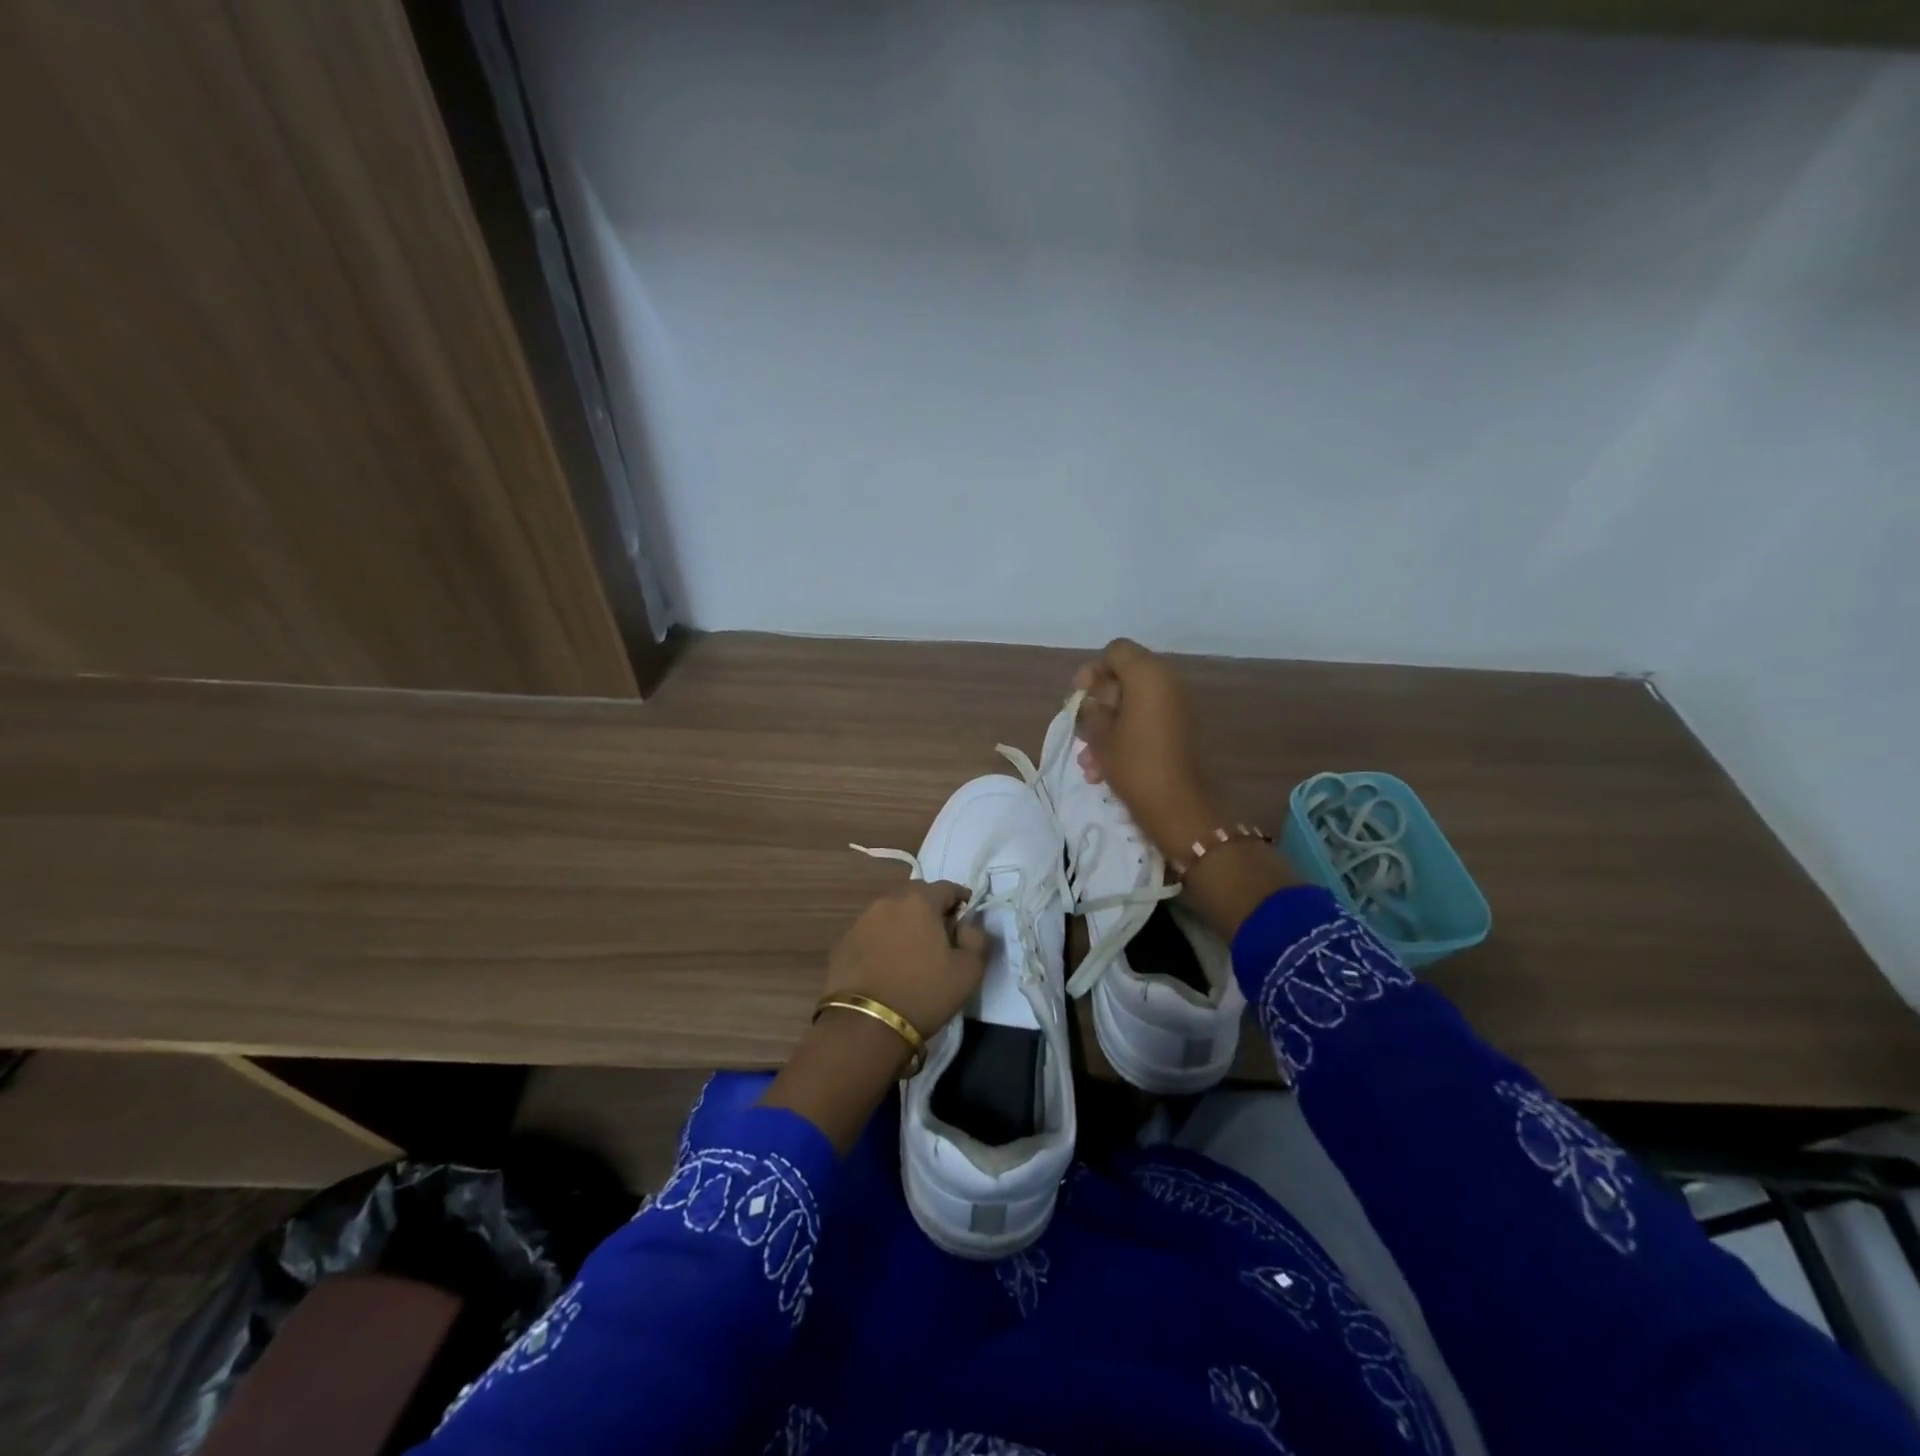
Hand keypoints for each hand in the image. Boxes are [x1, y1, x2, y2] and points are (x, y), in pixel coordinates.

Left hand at [763, 882, 986, 1154]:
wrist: (865, 1025)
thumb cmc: (924, 993)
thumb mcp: (969, 971)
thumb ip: (977, 940)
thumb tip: (968, 926)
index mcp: (920, 901)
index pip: (947, 887)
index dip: (961, 899)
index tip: (966, 915)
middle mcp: (888, 901)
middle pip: (916, 895)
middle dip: (931, 907)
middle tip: (940, 932)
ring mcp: (861, 920)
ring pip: (891, 912)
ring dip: (904, 922)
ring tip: (912, 948)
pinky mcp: (843, 942)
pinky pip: (871, 932)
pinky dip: (883, 939)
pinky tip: (887, 963)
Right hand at [1072, 638, 1220, 862]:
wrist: (1178, 808)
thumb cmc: (1134, 764)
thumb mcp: (1099, 735)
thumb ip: (1089, 709)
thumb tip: (1090, 700)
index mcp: (1149, 676)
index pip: (1116, 651)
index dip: (1093, 670)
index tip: (1079, 697)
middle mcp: (1167, 683)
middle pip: (1124, 677)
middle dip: (1099, 704)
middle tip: (1081, 730)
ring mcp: (1177, 708)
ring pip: (1132, 705)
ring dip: (1108, 726)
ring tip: (1088, 761)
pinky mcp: (1180, 731)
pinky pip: (1146, 722)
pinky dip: (1125, 737)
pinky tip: (1103, 769)